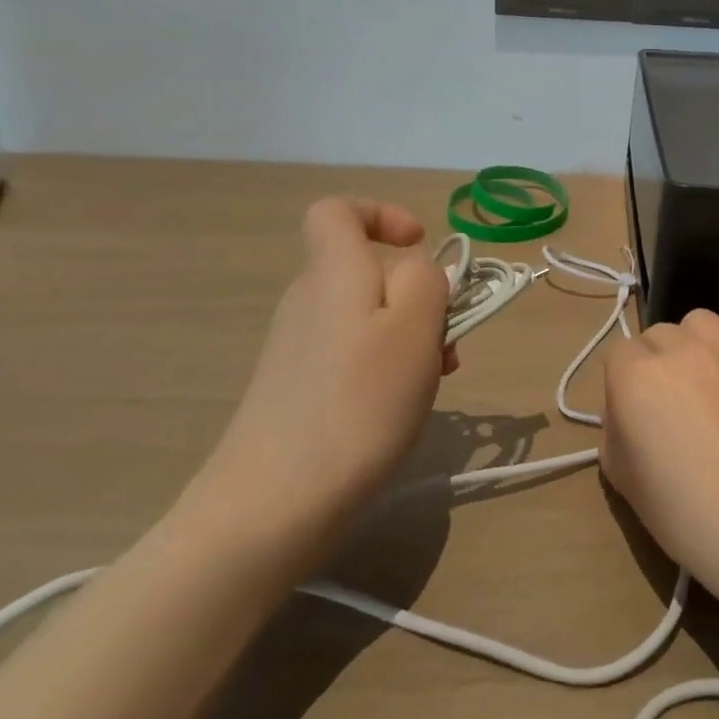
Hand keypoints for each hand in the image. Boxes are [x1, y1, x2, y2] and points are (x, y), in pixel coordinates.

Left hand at [185, 197, 451, 571]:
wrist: (272, 507)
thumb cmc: (358, 402)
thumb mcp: (415, 327)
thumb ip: (426, 279)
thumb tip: (414, 271)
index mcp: (334, 272)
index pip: (336, 211)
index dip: (381, 214)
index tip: (418, 246)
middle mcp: (309, 299)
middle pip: (367, 270)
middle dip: (417, 293)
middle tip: (446, 338)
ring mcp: (298, 346)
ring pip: (367, 316)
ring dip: (410, 335)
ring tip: (434, 379)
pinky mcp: (296, 387)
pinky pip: (352, 352)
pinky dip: (386, 365)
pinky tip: (402, 406)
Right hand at [599, 309, 718, 618]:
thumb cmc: (687, 514)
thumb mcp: (624, 481)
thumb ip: (616, 432)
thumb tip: (629, 415)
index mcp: (638, 376)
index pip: (617, 354)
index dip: (621, 384)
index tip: (632, 416)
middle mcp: (681, 349)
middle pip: (657, 335)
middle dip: (655, 363)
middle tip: (668, 406)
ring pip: (699, 325)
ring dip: (693, 346)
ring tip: (704, 386)